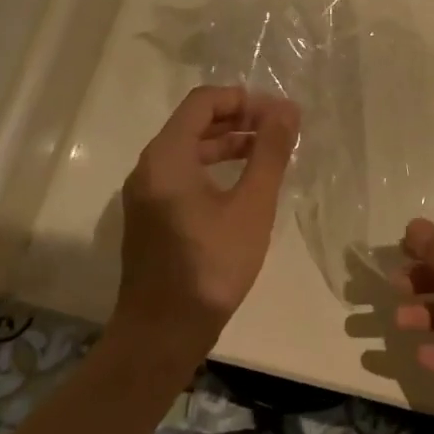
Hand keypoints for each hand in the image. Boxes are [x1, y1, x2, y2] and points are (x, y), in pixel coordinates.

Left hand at [115, 86, 299, 352]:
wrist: (162, 334)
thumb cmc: (211, 265)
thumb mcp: (251, 206)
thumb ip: (269, 153)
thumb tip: (287, 109)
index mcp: (166, 157)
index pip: (203, 102)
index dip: (243, 99)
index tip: (278, 114)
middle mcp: (149, 167)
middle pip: (194, 122)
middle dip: (238, 118)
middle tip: (278, 129)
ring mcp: (145, 193)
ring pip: (188, 149)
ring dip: (227, 143)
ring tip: (267, 152)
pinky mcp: (150, 215)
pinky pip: (182, 173)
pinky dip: (213, 166)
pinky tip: (242, 183)